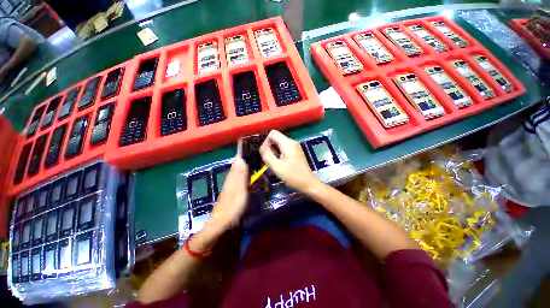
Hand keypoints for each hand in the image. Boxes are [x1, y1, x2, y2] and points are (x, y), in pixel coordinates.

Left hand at [208, 154, 248, 230]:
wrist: (220, 225)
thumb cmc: (231, 209)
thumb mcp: (239, 192)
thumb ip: (240, 176)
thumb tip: (240, 159)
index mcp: (232, 177)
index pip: (237, 161)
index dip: (241, 152)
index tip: (246, 142)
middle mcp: (230, 179)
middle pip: (237, 165)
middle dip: (243, 156)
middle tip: (252, 149)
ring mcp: (230, 186)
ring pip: (237, 171)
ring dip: (243, 164)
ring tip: (251, 157)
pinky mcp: (232, 192)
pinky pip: (238, 178)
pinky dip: (242, 173)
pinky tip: (246, 173)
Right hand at [259, 130, 318, 191]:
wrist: (308, 183)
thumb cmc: (292, 175)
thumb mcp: (276, 166)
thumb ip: (267, 154)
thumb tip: (262, 147)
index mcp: (287, 143)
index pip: (272, 133)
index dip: (266, 142)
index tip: (266, 154)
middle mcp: (292, 142)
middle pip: (276, 137)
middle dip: (270, 147)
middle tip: (270, 160)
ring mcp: (295, 146)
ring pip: (280, 143)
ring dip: (274, 151)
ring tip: (275, 163)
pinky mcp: (297, 152)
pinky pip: (285, 148)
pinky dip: (280, 153)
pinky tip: (281, 163)